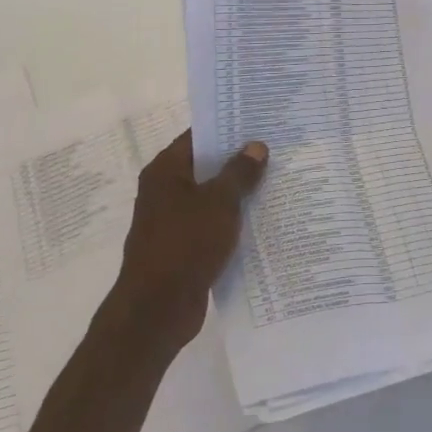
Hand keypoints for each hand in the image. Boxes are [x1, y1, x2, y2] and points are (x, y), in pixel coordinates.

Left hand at [103, 131, 266, 356]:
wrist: (156, 310)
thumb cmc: (186, 244)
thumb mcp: (220, 201)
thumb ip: (240, 172)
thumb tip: (256, 146)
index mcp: (166, 171)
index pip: (199, 136)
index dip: (227, 127)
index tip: (259, 122)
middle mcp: (164, 190)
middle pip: (206, 165)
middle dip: (238, 159)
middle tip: (275, 148)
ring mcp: (171, 220)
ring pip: (210, 196)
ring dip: (237, 192)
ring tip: (276, 180)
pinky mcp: (181, 247)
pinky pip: (211, 223)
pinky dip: (231, 219)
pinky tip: (261, 219)